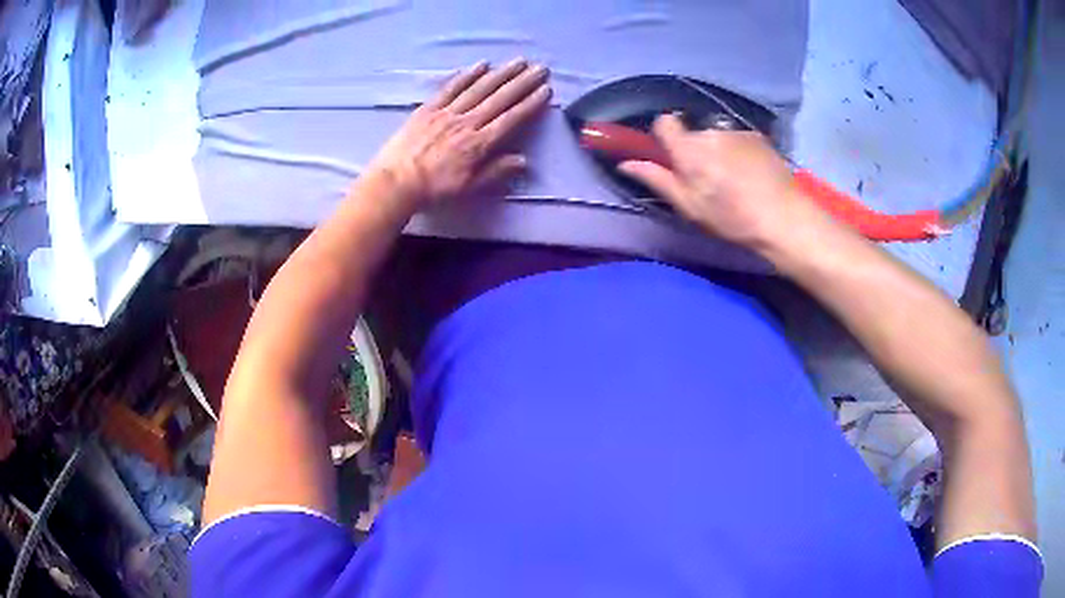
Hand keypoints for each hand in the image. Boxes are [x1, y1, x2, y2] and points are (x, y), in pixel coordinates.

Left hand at [367, 59, 550, 209]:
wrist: (395, 182)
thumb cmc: (433, 189)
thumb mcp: (468, 188)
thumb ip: (495, 172)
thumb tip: (523, 160)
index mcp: (478, 144)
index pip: (511, 119)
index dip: (530, 104)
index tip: (545, 90)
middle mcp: (466, 122)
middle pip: (499, 98)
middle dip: (522, 82)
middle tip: (540, 68)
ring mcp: (447, 113)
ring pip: (479, 89)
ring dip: (501, 74)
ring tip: (518, 62)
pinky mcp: (428, 109)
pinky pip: (451, 88)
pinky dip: (467, 75)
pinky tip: (481, 65)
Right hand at [619, 115, 828, 252]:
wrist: (784, 217)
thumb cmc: (733, 218)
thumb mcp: (690, 207)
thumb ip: (657, 180)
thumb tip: (625, 163)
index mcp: (689, 149)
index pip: (664, 122)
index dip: (665, 136)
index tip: (673, 157)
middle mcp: (711, 132)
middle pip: (693, 132)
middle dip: (695, 150)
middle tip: (707, 180)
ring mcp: (737, 132)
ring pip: (717, 137)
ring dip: (719, 152)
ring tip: (734, 181)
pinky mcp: (758, 137)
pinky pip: (738, 140)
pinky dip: (739, 153)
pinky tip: (752, 175)